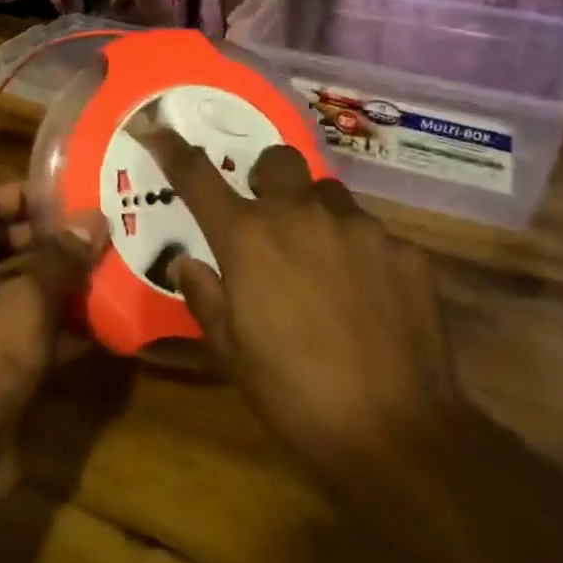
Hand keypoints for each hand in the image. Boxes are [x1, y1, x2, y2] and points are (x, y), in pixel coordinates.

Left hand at [0, 183, 106, 467]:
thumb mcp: (26, 301)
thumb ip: (62, 259)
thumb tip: (94, 217)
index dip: (24, 194)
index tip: (72, 195)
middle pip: (9, 245)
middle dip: (54, 239)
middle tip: (103, 231)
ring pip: (26, 289)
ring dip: (66, 282)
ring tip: (115, 270)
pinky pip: (35, 332)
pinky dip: (66, 327)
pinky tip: (108, 325)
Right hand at [142, 129, 462, 490]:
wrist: (396, 435)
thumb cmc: (295, 395)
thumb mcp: (232, 353)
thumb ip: (205, 296)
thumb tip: (187, 263)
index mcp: (249, 239)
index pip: (199, 177)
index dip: (173, 148)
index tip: (156, 127)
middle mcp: (302, 216)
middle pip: (280, 160)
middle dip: (269, 178)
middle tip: (271, 218)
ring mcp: (360, 228)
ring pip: (330, 196)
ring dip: (317, 217)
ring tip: (324, 264)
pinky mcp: (406, 251)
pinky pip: (374, 234)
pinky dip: (362, 254)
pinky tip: (369, 298)